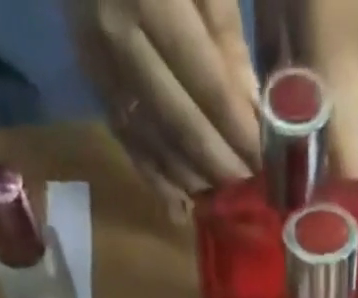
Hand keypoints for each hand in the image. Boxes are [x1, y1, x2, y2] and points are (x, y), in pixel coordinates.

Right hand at [65, 0, 260, 209]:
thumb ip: (225, 31)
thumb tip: (251, 107)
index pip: (206, 84)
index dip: (240, 131)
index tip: (269, 163)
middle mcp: (116, 34)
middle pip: (178, 122)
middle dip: (220, 164)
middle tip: (254, 191)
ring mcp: (97, 60)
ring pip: (151, 140)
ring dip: (192, 179)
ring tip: (227, 201)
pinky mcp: (88, 76)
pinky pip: (125, 139)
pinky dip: (156, 177)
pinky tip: (181, 205)